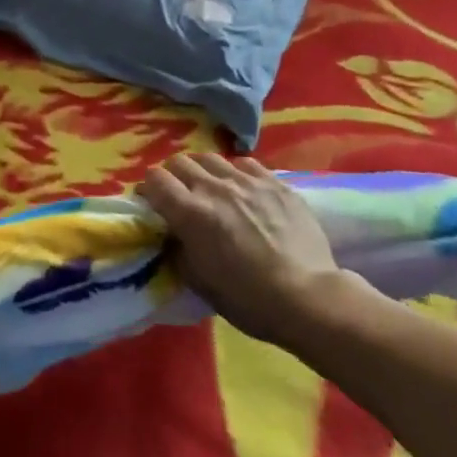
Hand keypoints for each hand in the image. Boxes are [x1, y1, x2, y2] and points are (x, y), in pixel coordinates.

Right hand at [140, 152, 361, 344]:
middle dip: (172, 176)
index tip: (153, 204)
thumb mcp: (198, 281)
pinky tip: (243, 190)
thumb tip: (171, 234)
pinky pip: (245, 163)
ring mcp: (247, 181)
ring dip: (203, 171)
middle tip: (180, 197)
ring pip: (211, 158)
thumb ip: (177, 249)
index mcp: (190, 212)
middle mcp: (214, 188)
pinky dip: (235, 173)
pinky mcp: (275, 183)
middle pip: (179, 162)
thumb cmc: (247, 299)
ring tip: (211, 190)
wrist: (308, 298)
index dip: (148, 190)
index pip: (154, 179)